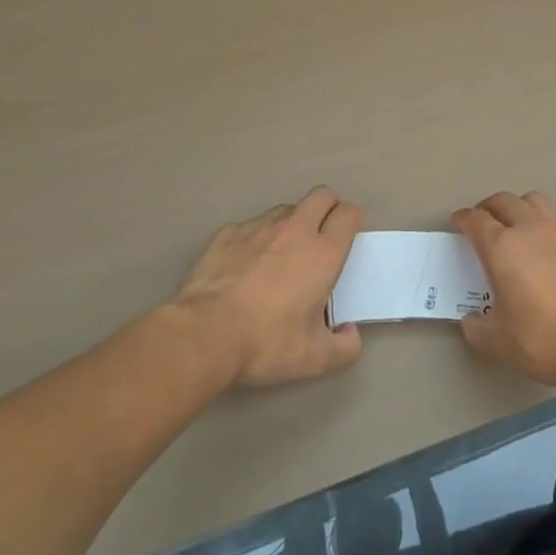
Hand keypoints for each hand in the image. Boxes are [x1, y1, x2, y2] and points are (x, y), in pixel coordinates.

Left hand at [172, 186, 364, 387]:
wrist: (204, 334)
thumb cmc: (266, 343)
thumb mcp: (314, 359)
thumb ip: (344, 348)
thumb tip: (350, 333)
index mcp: (323, 253)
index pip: (348, 214)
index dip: (352, 220)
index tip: (347, 238)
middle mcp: (295, 230)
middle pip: (322, 195)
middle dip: (328, 207)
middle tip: (322, 235)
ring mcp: (259, 227)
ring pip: (286, 209)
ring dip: (292, 222)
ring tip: (282, 253)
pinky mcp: (228, 233)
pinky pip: (251, 226)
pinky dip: (256, 238)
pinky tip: (245, 265)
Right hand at [454, 192, 555, 393]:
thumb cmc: (539, 338)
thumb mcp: (497, 341)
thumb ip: (477, 327)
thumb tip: (471, 320)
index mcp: (502, 247)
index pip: (477, 219)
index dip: (464, 218)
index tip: (458, 222)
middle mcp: (528, 231)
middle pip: (504, 201)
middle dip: (488, 207)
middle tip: (482, 222)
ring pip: (533, 202)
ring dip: (518, 206)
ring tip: (512, 226)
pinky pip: (552, 222)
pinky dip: (539, 226)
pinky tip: (538, 252)